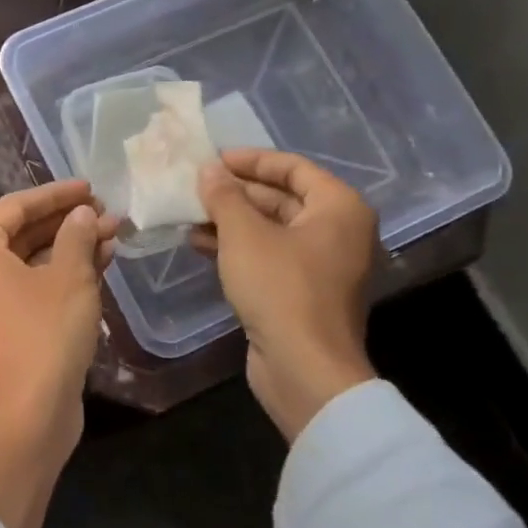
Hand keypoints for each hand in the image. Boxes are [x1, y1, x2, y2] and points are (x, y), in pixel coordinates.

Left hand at [0, 179, 117, 527]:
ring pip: (27, 263)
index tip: (92, 188)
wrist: (27, 413)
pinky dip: (58, 277)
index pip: (16, 206)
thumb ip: (77, 235)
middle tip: (107, 214)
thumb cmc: (44, 331)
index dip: (58, 194)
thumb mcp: (70, 276)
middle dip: (68, 224)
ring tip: (113, 236)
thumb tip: (84, 215)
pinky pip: (25, 289)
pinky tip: (98, 266)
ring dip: (68, 250)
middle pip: (20, 234)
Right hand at [193, 149, 378, 440]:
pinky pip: (268, 255)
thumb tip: (208, 170)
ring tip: (188, 214)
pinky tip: (199, 244)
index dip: (251, 160)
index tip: (213, 160)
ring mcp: (320, 264)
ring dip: (230, 220)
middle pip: (282, 198)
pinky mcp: (301, 291)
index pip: (293, 167)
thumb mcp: (244, 235)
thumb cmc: (279, 288)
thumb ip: (224, 197)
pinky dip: (237, 247)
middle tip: (195, 187)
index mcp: (338, 208)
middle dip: (236, 192)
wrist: (303, 367)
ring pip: (271, 229)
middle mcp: (337, 231)